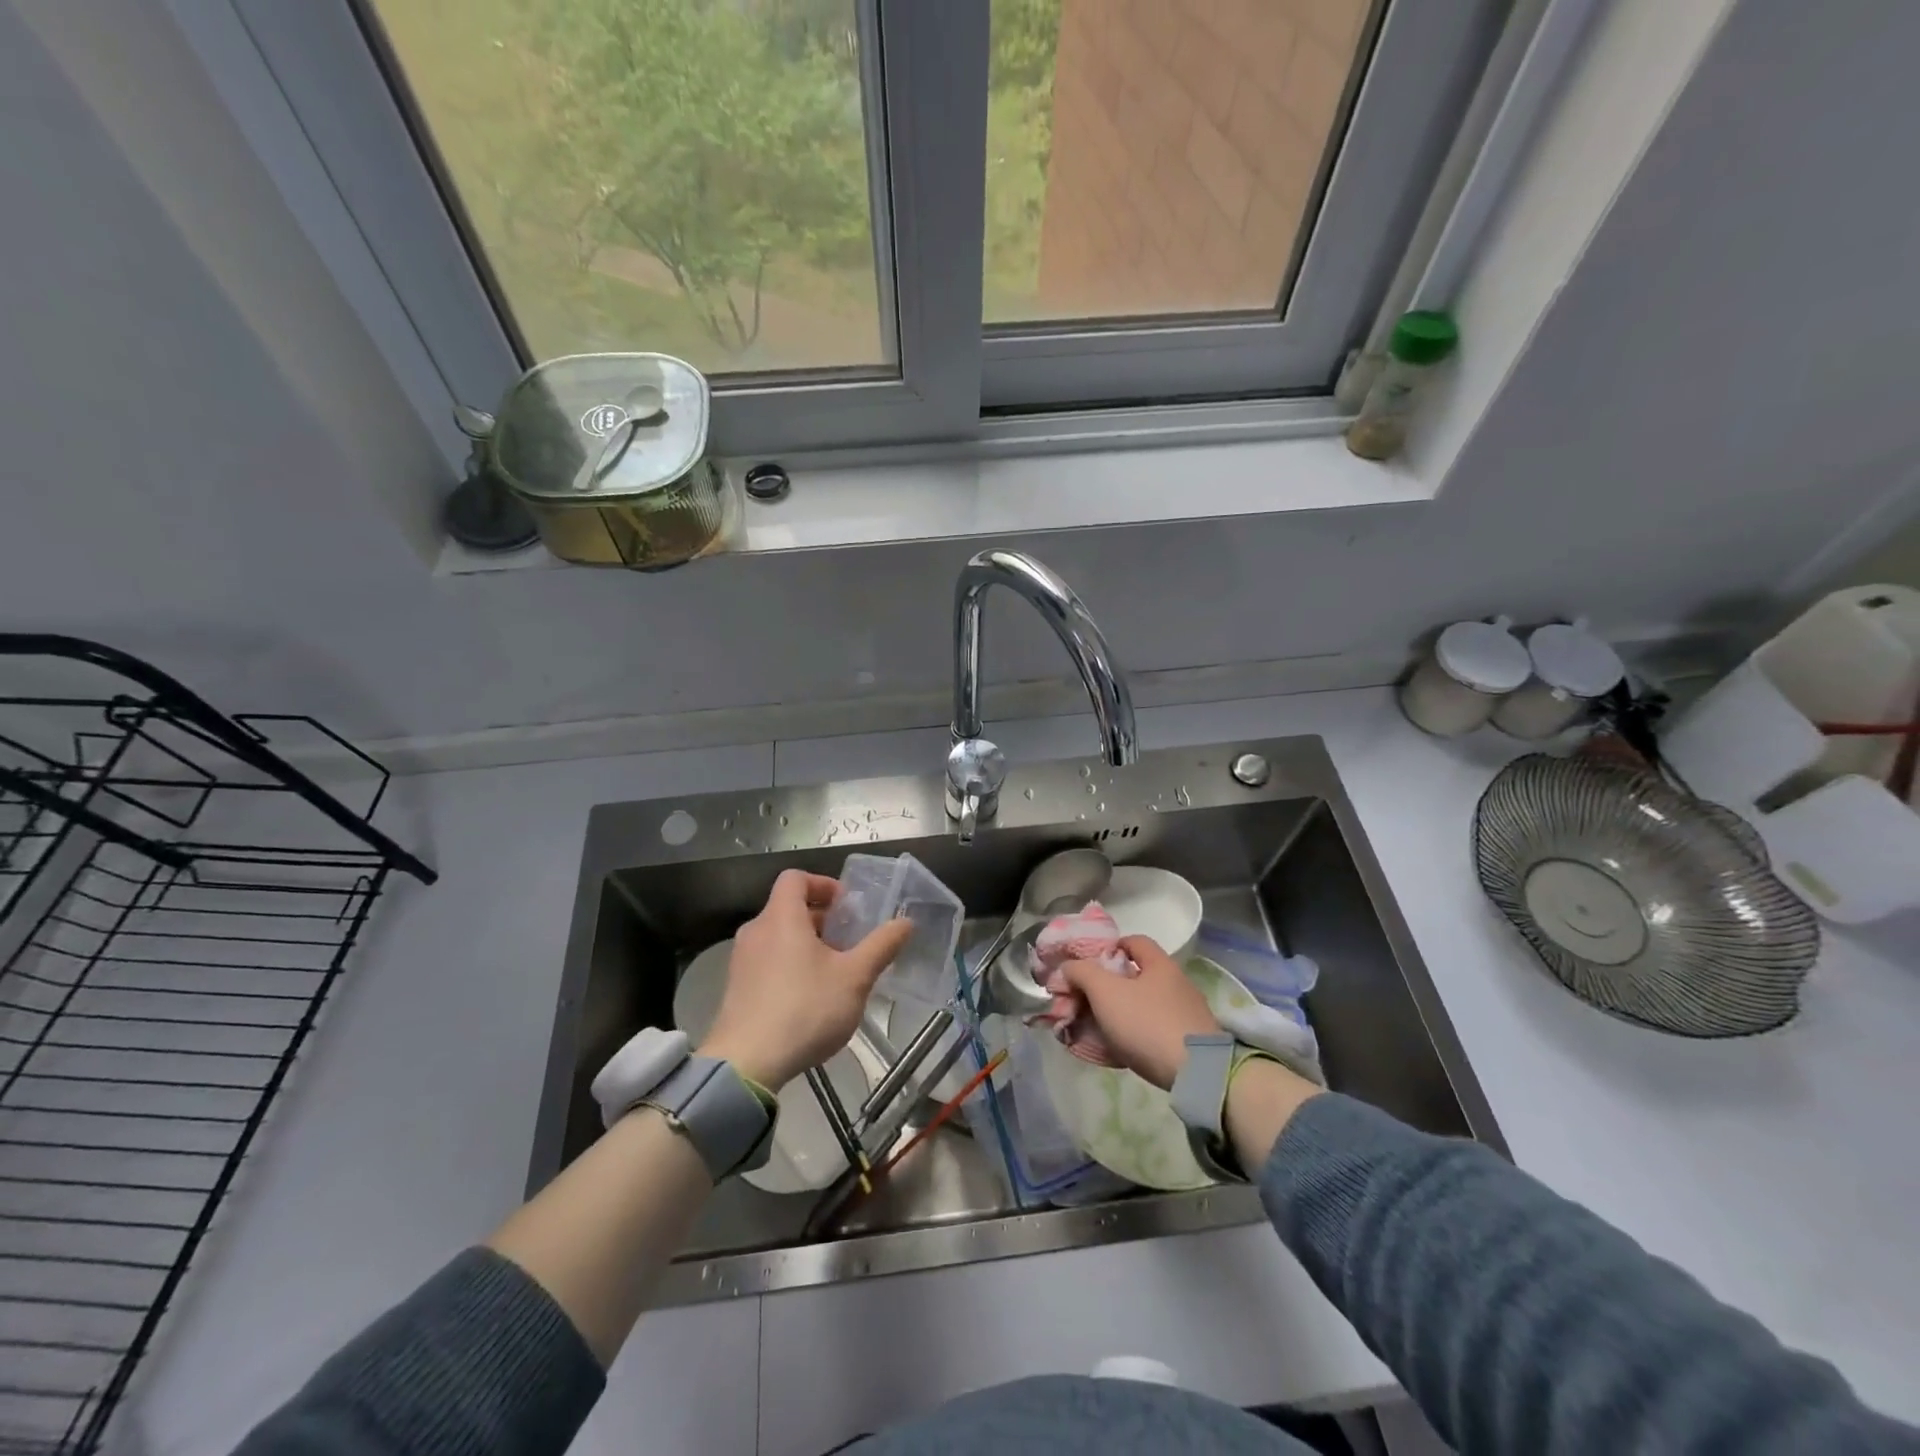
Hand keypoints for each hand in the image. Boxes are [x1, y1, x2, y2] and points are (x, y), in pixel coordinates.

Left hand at [700, 869, 911, 1090]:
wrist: (747, 1064)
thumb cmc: (805, 1009)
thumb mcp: (854, 977)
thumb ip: (881, 946)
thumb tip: (906, 922)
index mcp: (781, 917)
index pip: (795, 878)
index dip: (823, 883)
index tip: (846, 906)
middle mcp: (756, 931)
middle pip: (788, 908)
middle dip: (822, 919)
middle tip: (849, 941)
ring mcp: (741, 960)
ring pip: (778, 936)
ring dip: (807, 944)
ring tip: (834, 971)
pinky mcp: (736, 988)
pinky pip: (767, 961)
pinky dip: (789, 965)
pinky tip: (809, 998)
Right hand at [1062, 934, 1221, 1089]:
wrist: (1196, 1073)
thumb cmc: (1147, 1022)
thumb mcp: (1105, 992)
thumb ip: (1082, 973)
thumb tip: (1068, 967)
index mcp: (1160, 964)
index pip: (1133, 941)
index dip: (1108, 948)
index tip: (1088, 967)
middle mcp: (1177, 984)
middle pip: (1135, 976)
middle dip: (1107, 988)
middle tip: (1085, 1002)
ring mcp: (1186, 1014)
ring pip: (1143, 1006)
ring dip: (1120, 1014)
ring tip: (1097, 1030)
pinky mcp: (1189, 1042)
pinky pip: (1154, 1031)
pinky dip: (1135, 1036)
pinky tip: (1120, 1050)